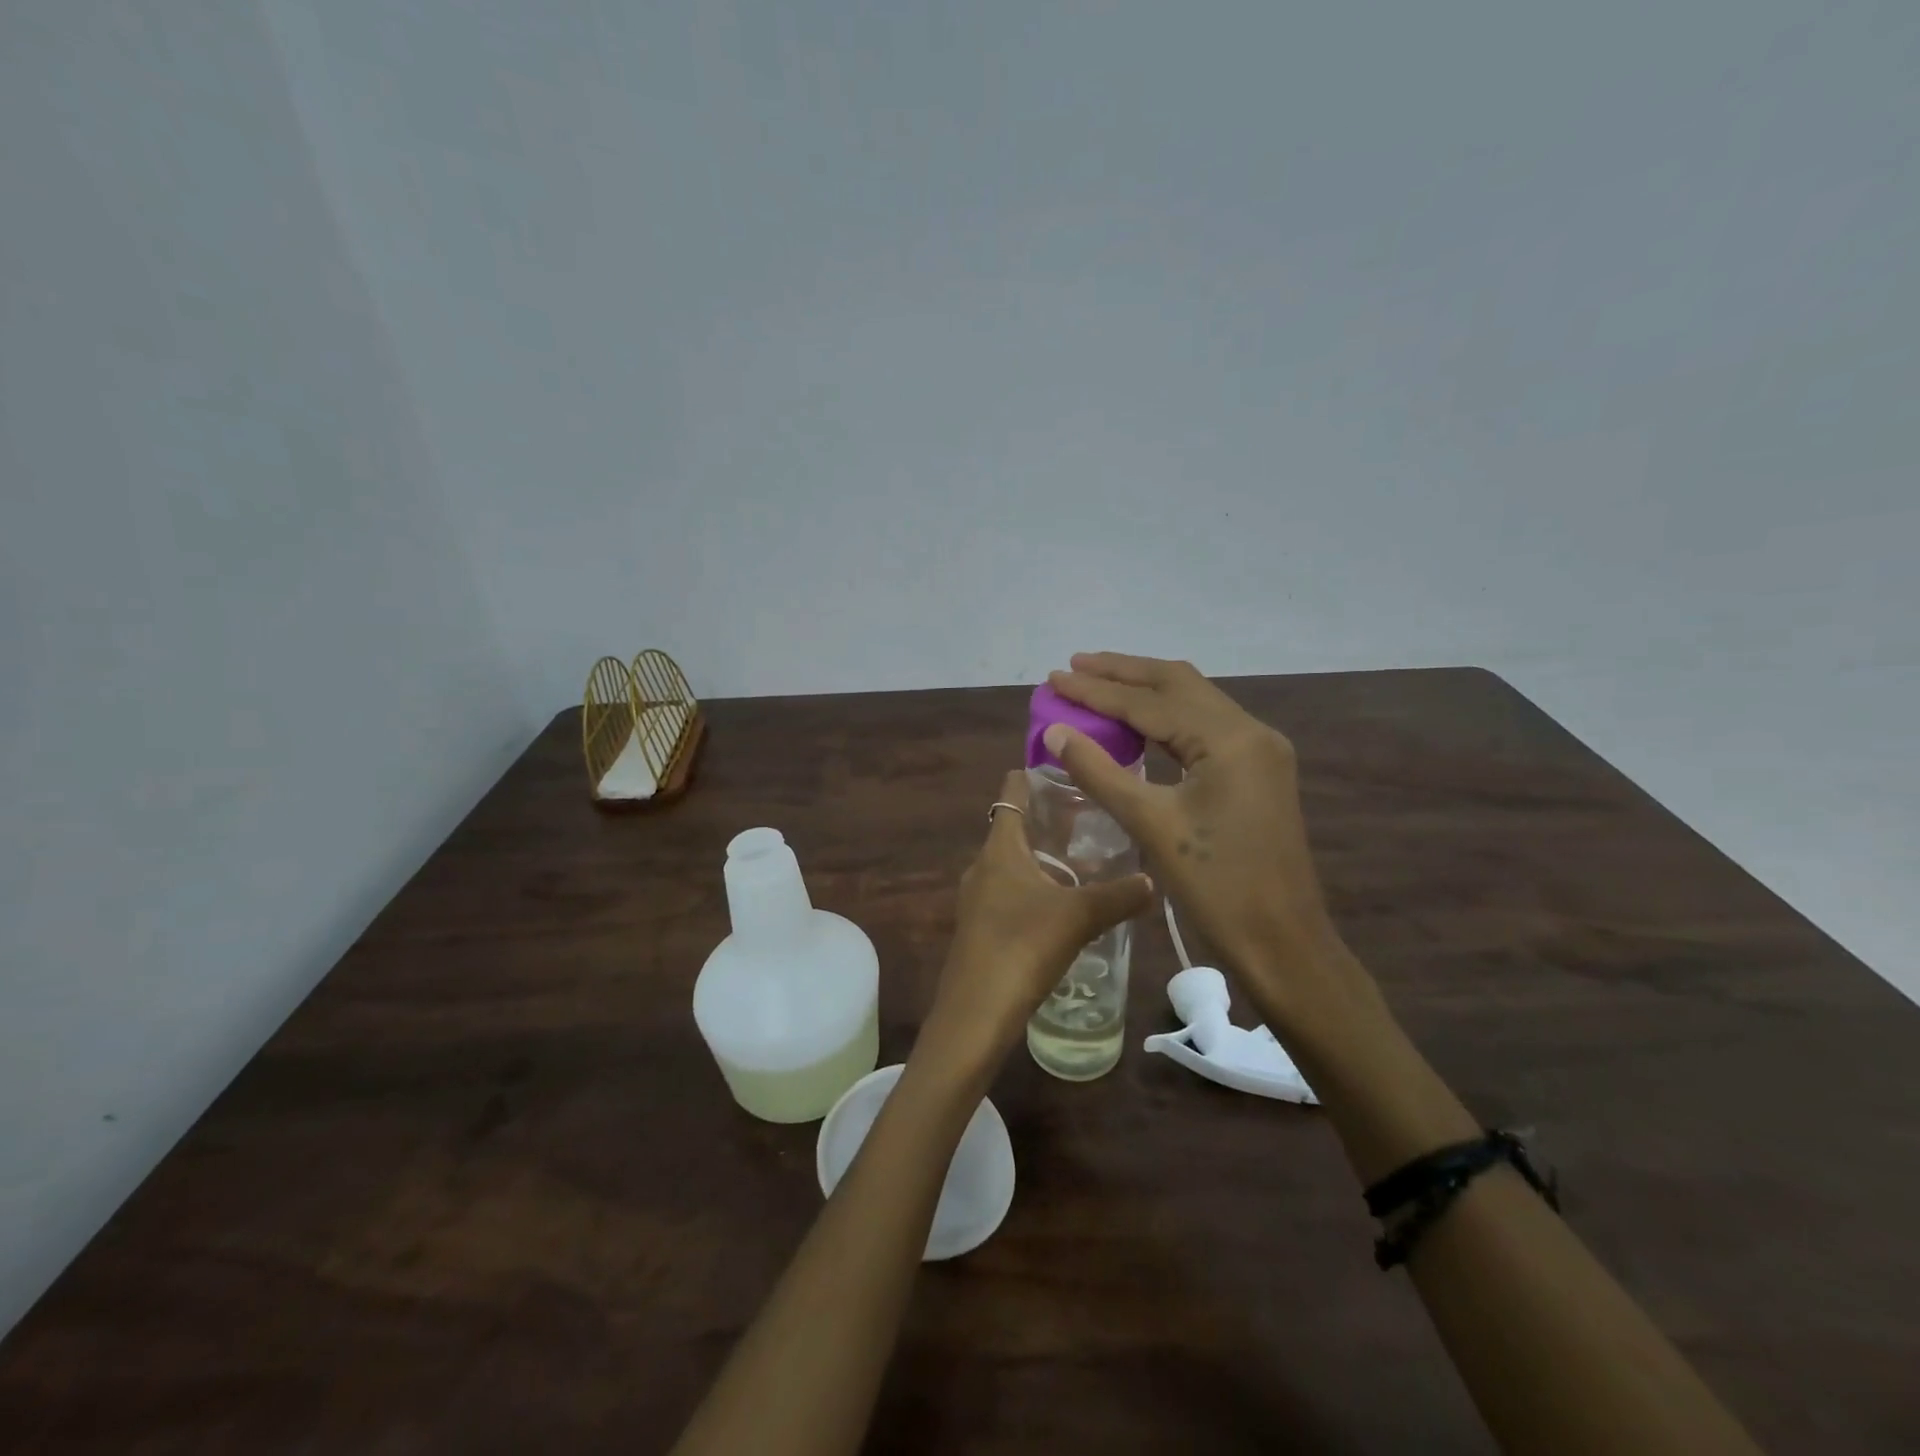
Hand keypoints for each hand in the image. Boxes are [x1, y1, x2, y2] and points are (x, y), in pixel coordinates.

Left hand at [917, 768, 1153, 1076]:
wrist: (976, 1012)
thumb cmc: (1023, 946)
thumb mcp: (1079, 916)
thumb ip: (1118, 896)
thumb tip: (1152, 880)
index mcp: (1000, 848)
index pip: (1011, 792)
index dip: (1032, 775)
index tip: (1064, 768)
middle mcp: (982, 866)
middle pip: (1014, 828)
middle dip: (1047, 821)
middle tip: (1091, 817)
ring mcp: (976, 899)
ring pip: (1012, 865)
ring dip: (1042, 859)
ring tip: (1084, 862)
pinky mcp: (979, 928)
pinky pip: (1009, 894)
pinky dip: (1034, 890)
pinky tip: (1062, 907)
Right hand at [1044, 653, 1383, 1047]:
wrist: (1283, 942)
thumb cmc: (1216, 887)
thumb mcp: (1151, 826)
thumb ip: (1100, 772)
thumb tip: (1056, 732)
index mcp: (1229, 740)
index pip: (1150, 702)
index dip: (1096, 690)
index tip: (1054, 678)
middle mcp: (1250, 731)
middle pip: (1177, 684)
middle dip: (1123, 673)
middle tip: (1074, 666)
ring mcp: (1260, 749)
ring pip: (1193, 701)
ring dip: (1145, 690)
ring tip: (1097, 682)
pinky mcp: (1258, 769)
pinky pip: (1205, 726)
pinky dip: (1166, 717)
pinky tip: (1138, 722)